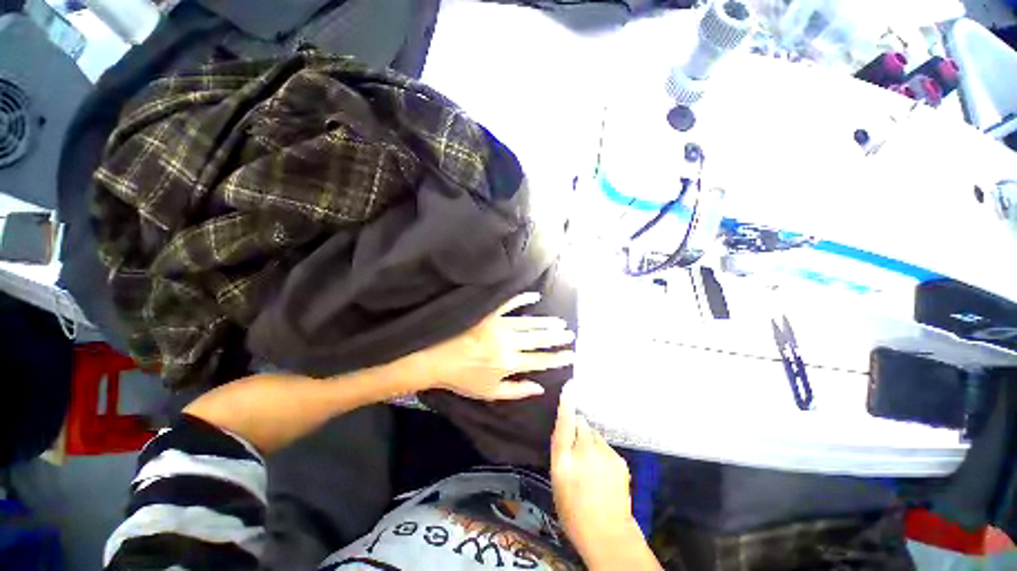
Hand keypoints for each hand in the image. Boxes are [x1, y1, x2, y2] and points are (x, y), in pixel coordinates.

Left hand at [407, 292, 574, 400]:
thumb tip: (540, 388)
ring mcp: (499, 326)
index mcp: (509, 363)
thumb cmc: (463, 378)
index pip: (540, 361)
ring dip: (546, 323)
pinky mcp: (489, 314)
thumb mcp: (490, 392)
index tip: (571, 355)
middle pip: (538, 339)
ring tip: (560, 322)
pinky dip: (522, 299)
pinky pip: (508, 304)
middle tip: (570, 334)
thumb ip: (517, 391)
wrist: (436, 359)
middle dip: (556, 338)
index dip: (557, 358)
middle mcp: (508, 343)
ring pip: (529, 323)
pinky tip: (535, 296)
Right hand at [551, 389, 639, 560]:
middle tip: (576, 449)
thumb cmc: (573, 509)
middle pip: (582, 425)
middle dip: (578, 430)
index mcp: (565, 458)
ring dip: (590, 442)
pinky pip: (605, 447)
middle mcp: (585, 451)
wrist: (607, 534)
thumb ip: (560, 449)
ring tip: (590, 464)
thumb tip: (566, 426)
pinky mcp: (619, 460)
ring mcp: (605, 454)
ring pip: (594, 435)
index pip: (565, 423)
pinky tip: (602, 471)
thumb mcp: (557, 479)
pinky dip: (602, 452)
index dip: (567, 404)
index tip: (570, 386)